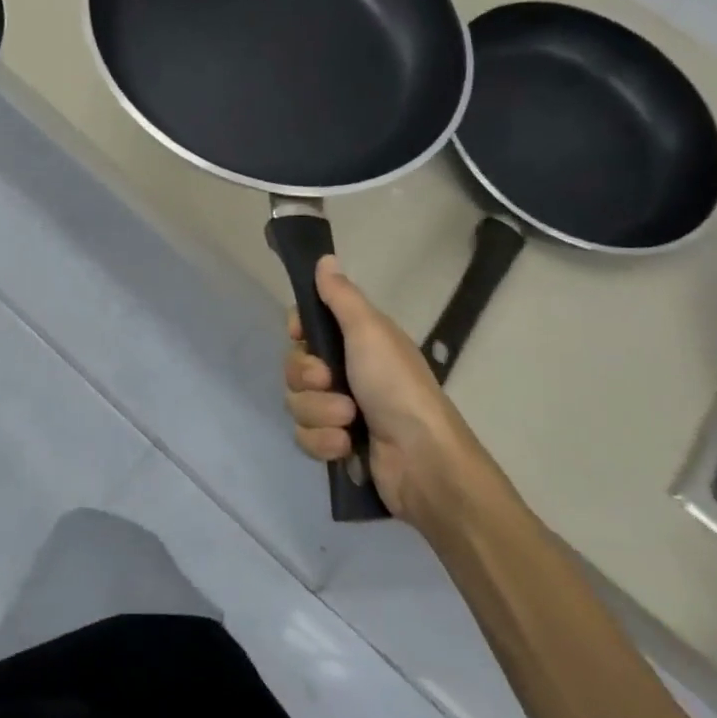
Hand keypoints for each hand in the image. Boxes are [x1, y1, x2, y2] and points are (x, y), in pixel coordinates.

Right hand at [283, 256, 477, 526]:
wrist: (421, 459)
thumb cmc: (396, 386)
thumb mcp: (369, 331)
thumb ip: (341, 296)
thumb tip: (325, 258)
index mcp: (356, 342)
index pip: (307, 327)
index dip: (298, 331)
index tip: (301, 334)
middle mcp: (345, 372)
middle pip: (295, 367)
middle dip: (307, 378)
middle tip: (330, 381)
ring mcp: (339, 411)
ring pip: (297, 404)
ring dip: (319, 413)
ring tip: (348, 420)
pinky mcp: (336, 445)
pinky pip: (305, 437)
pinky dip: (323, 442)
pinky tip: (346, 446)